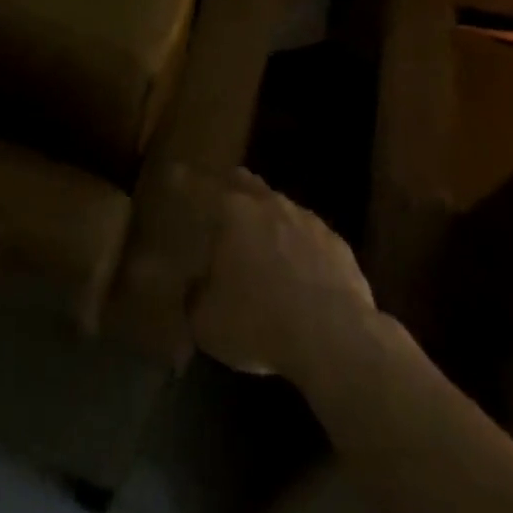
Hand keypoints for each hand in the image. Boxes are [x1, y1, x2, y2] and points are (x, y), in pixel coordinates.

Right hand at [190, 168, 375, 383]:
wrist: (335, 339)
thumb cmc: (259, 322)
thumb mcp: (206, 322)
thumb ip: (195, 297)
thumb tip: (196, 287)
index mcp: (232, 212)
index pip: (199, 187)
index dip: (184, 180)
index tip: (175, 173)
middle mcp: (269, 205)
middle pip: (246, 183)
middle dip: (231, 186)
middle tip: (221, 197)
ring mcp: (307, 221)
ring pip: (280, 207)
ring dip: (268, 217)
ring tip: (261, 239)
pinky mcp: (337, 244)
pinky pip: (310, 236)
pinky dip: (299, 245)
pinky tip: (299, 269)